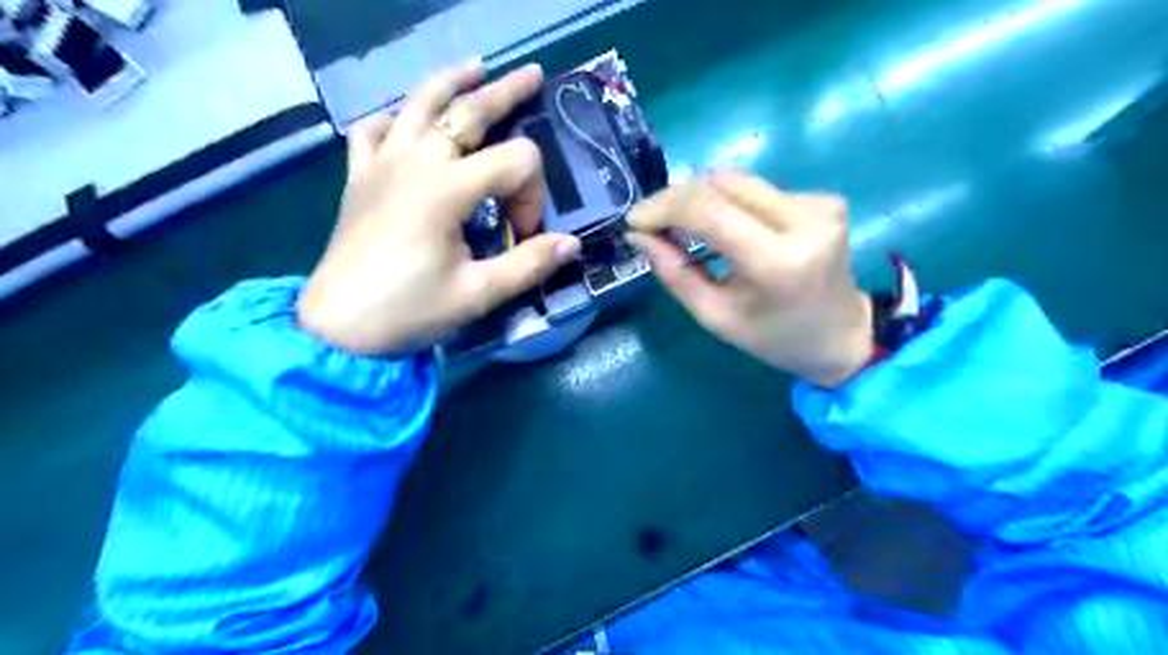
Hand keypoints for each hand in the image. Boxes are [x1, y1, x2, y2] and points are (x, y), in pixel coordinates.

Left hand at [296, 58, 577, 353]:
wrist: (339, 326)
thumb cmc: (410, 310)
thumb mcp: (478, 294)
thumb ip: (528, 265)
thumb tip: (571, 245)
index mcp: (448, 189)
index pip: (514, 162)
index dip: (532, 194)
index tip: (522, 233)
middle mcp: (416, 162)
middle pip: (469, 110)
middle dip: (507, 94)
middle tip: (534, 76)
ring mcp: (382, 163)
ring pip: (418, 103)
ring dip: (451, 81)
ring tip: (475, 67)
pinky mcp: (360, 175)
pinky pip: (374, 128)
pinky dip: (395, 117)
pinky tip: (406, 120)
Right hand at [624, 172, 870, 388]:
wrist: (842, 336)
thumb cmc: (774, 338)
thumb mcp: (716, 316)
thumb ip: (675, 273)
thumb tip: (640, 235)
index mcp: (778, 261)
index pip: (709, 210)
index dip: (664, 207)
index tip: (635, 220)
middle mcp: (804, 220)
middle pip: (722, 184)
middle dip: (677, 198)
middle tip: (651, 222)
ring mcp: (819, 204)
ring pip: (738, 182)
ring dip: (702, 199)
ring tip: (681, 226)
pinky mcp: (823, 199)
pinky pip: (758, 190)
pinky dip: (730, 204)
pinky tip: (725, 228)